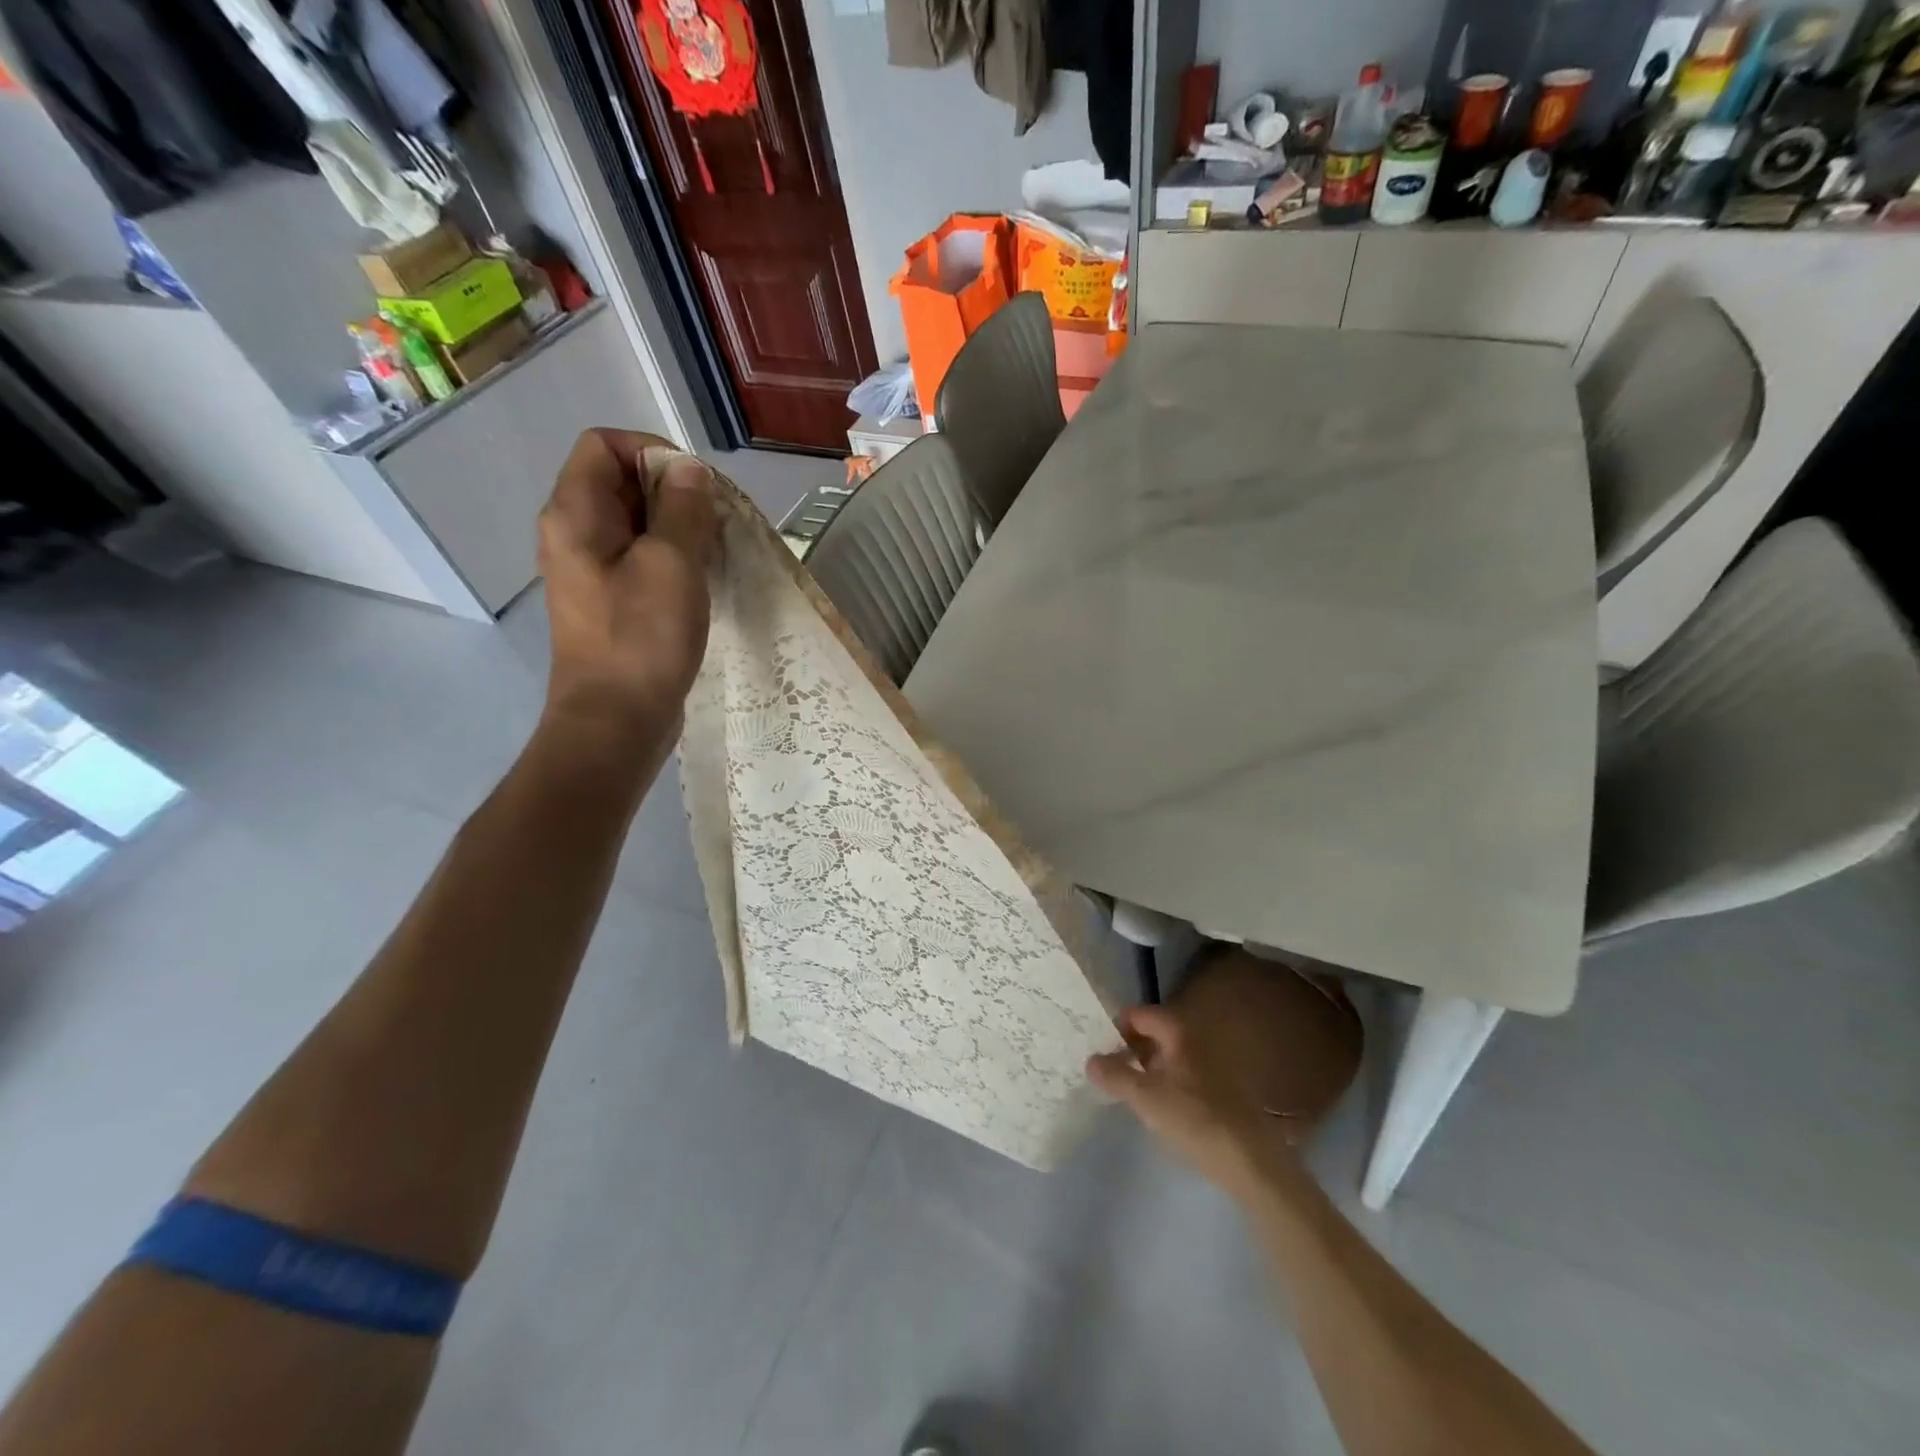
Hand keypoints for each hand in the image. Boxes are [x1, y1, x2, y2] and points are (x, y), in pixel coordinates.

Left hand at [537, 429, 717, 738]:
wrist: (616, 721)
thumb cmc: (642, 638)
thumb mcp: (672, 563)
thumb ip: (683, 508)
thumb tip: (689, 470)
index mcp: (575, 513)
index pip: (604, 444)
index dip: (652, 452)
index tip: (697, 486)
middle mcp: (573, 533)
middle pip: (621, 481)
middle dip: (673, 490)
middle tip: (714, 522)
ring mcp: (591, 570)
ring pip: (636, 523)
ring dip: (678, 527)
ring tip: (714, 551)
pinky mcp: (610, 601)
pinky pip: (640, 558)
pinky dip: (672, 557)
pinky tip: (701, 580)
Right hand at [1088, 1004, 1283, 1194]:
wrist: (1251, 1161)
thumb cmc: (1194, 1119)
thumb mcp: (1145, 1098)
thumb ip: (1114, 1075)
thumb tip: (1091, 1059)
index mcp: (1179, 1032)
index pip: (1138, 1014)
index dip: (1116, 1028)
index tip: (1099, 1048)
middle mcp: (1196, 1039)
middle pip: (1153, 1033)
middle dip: (1129, 1048)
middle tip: (1108, 1069)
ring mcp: (1211, 1063)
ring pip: (1168, 1056)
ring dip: (1147, 1067)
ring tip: (1128, 1090)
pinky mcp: (1220, 1089)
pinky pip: (1182, 1074)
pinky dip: (1165, 1082)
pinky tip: (1157, 1108)